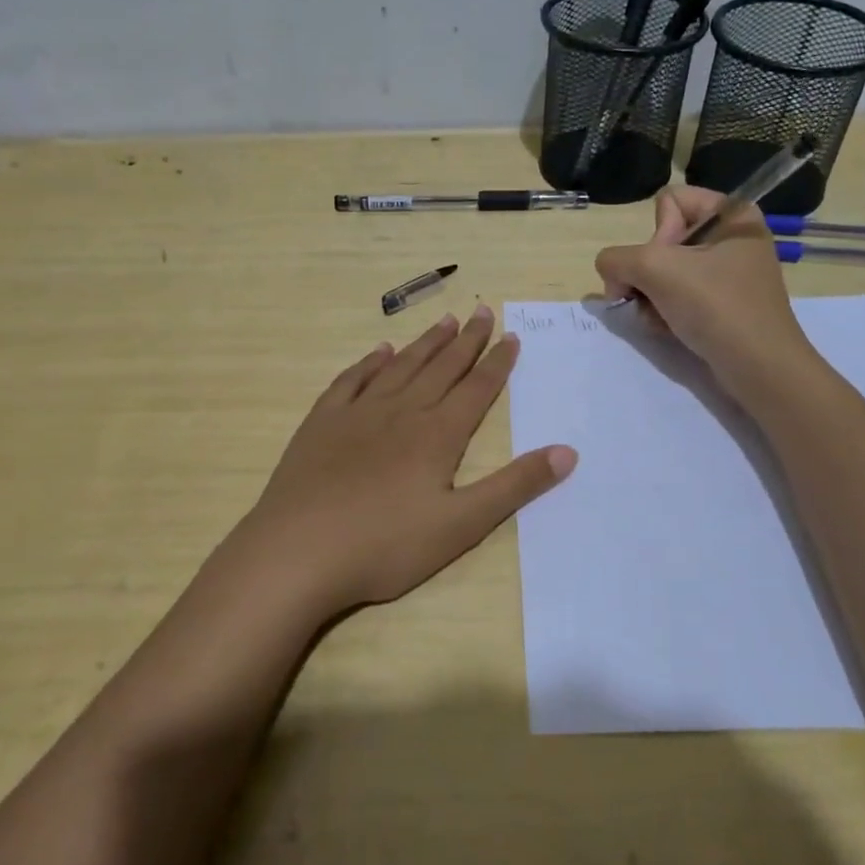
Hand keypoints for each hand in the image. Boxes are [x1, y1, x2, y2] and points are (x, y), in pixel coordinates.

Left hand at [217, 306, 575, 619]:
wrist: (297, 553)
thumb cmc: (385, 546)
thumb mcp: (462, 525)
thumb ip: (515, 486)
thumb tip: (567, 451)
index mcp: (437, 436)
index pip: (477, 389)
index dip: (497, 363)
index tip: (511, 336)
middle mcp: (401, 412)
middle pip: (441, 368)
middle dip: (467, 341)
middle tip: (483, 312)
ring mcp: (357, 414)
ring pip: (400, 367)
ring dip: (425, 344)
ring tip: (445, 321)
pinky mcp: (322, 424)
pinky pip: (351, 381)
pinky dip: (370, 363)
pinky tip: (380, 352)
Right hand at [595, 186, 813, 393]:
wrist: (759, 368)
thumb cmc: (716, 307)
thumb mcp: (655, 269)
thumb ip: (616, 259)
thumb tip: (611, 273)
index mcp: (732, 213)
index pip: (668, 202)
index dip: (657, 234)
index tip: (668, 266)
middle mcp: (732, 237)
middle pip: (663, 240)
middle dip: (648, 272)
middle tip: (654, 297)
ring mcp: (729, 273)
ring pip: (665, 271)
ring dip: (651, 296)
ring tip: (659, 318)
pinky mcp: (723, 304)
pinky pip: (679, 295)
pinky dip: (665, 311)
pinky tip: (667, 329)